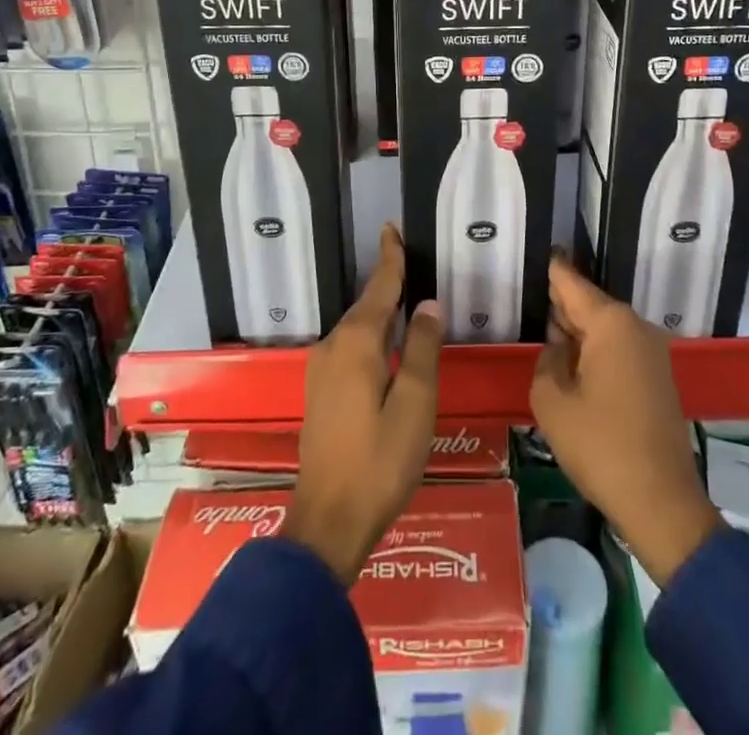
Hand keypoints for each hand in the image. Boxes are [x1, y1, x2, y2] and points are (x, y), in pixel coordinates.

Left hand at [284, 225, 442, 583]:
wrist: (328, 521)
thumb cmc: (380, 461)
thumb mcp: (414, 403)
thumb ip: (421, 348)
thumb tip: (427, 304)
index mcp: (357, 343)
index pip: (378, 287)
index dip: (390, 258)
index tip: (391, 227)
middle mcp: (333, 346)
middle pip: (367, 305)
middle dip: (388, 282)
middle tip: (411, 262)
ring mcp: (322, 370)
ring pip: (358, 328)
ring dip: (380, 311)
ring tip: (405, 298)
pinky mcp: (321, 391)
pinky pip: (351, 347)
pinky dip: (371, 335)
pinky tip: (386, 345)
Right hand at [530, 258, 721, 587]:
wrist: (661, 503)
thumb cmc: (600, 446)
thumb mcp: (552, 401)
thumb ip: (547, 361)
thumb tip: (559, 348)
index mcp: (611, 323)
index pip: (572, 283)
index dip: (554, 270)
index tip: (542, 250)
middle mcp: (635, 327)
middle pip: (590, 304)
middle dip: (563, 304)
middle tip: (534, 297)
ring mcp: (651, 353)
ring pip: (605, 329)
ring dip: (579, 332)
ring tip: (548, 332)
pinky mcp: (657, 378)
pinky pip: (619, 350)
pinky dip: (596, 352)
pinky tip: (574, 365)